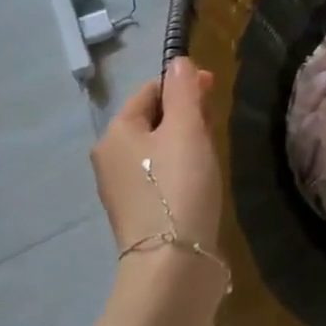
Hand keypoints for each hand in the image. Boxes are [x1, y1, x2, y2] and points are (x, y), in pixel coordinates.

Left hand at [91, 58, 222, 255]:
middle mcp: (110, 158)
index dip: (183, 85)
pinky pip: (160, 176)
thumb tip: (179, 61)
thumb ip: (184, 91)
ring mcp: (122, 190)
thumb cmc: (178, 187)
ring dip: (185, 142)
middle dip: (185, 114)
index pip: (149, 90)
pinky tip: (201, 182)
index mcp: (115, 133)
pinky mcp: (139, 214)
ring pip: (158, 149)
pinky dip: (181, 170)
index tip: (215, 92)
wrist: (173, 265)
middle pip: (152, 119)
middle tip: (215, 125)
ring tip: (212, 154)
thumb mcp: (186, 129)